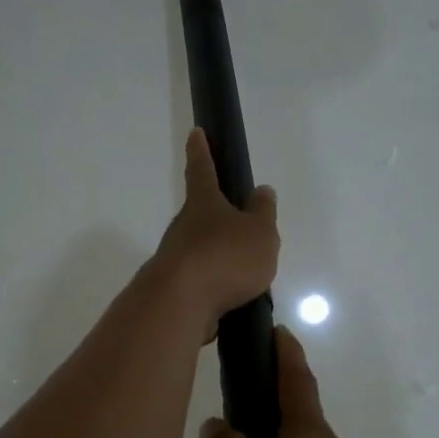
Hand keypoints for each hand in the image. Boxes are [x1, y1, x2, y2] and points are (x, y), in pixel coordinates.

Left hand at [151, 129, 278, 338]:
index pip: (202, 169)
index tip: (195, 133)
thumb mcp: (259, 232)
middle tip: (241, 224)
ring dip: (218, 255)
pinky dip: (215, 285)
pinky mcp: (175, 288)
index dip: (201, 151)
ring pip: (200, 249)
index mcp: (204, 204)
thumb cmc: (224, 257)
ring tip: (246, 272)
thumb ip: (263, 212)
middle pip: (200, 214)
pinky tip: (231, 298)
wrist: (180, 304)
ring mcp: (175, 258)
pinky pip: (200, 281)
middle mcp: (184, 226)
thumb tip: (261, 191)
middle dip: (217, 216)